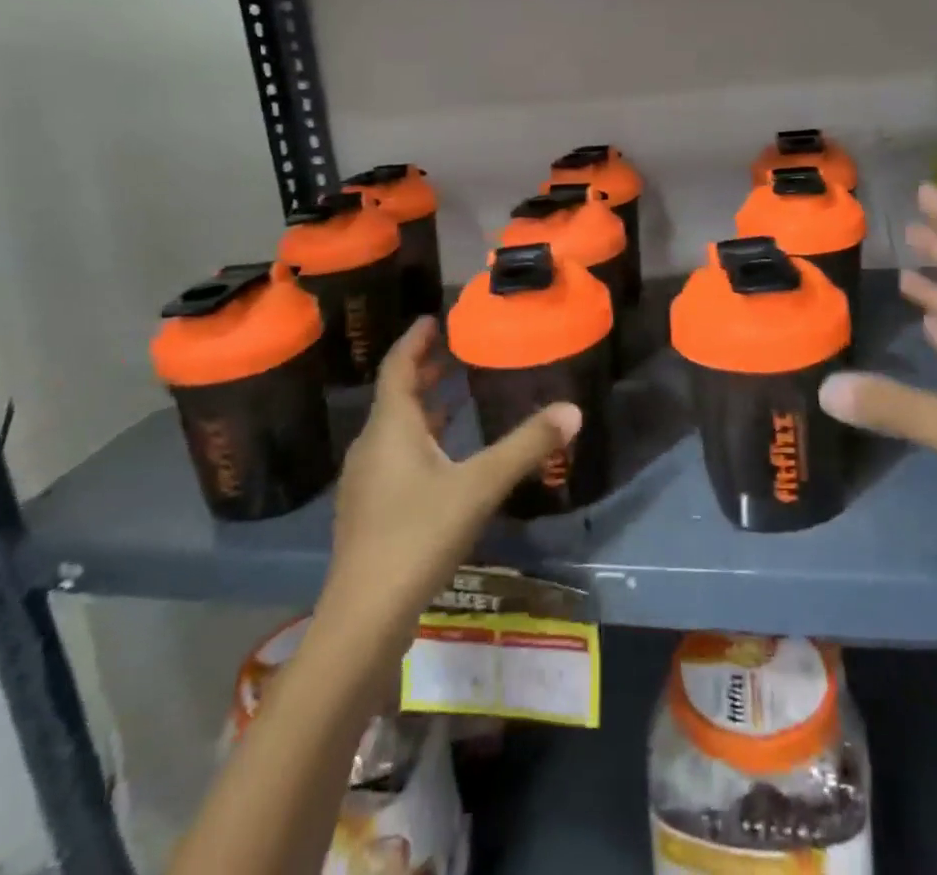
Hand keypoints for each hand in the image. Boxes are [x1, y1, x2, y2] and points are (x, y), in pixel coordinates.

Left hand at [323, 317, 581, 629]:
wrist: (363, 618)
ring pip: (394, 430)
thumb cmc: (418, 536)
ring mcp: (366, 482)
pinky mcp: (369, 512)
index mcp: (391, 428)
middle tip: (451, 353)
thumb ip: (526, 447)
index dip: (415, 340)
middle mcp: (372, 447)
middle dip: (422, 372)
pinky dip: (419, 441)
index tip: (432, 318)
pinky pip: (394, 457)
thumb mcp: (479, 486)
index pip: (398, 367)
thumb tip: (572, 410)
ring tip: (453, 399)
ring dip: (422, 409)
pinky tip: (443, 461)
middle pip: (395, 397)